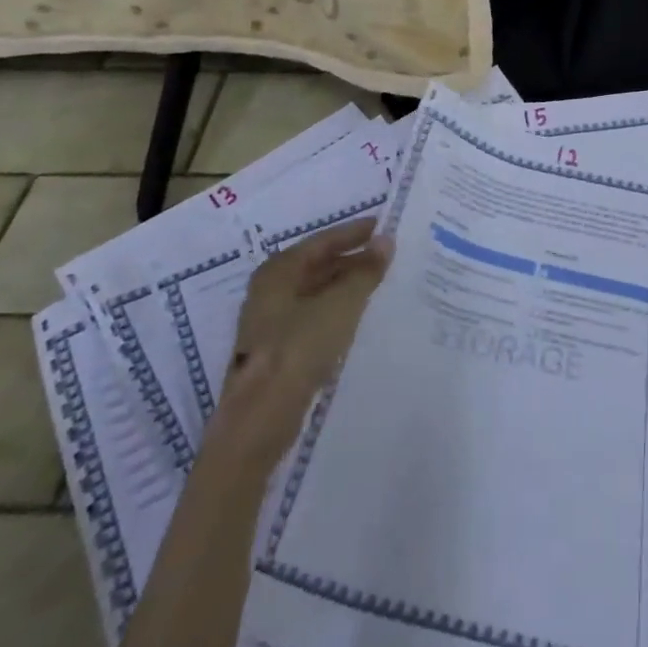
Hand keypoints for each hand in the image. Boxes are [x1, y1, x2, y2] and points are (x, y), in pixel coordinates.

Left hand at [212, 218, 391, 478]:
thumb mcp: (340, 305)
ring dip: (345, 286)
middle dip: (351, 259)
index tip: (383, 226)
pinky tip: (357, 318)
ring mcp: (270, 322)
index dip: (353, 232)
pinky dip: (336, 310)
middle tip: (387, 256)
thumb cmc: (298, 349)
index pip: (321, 241)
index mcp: (278, 271)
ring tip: (379, 284)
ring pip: (315, 293)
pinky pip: (313, 317)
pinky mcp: (277, 351)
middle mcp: (270, 290)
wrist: (260, 420)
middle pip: (316, 265)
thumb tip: (386, 240)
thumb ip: (365, 272)